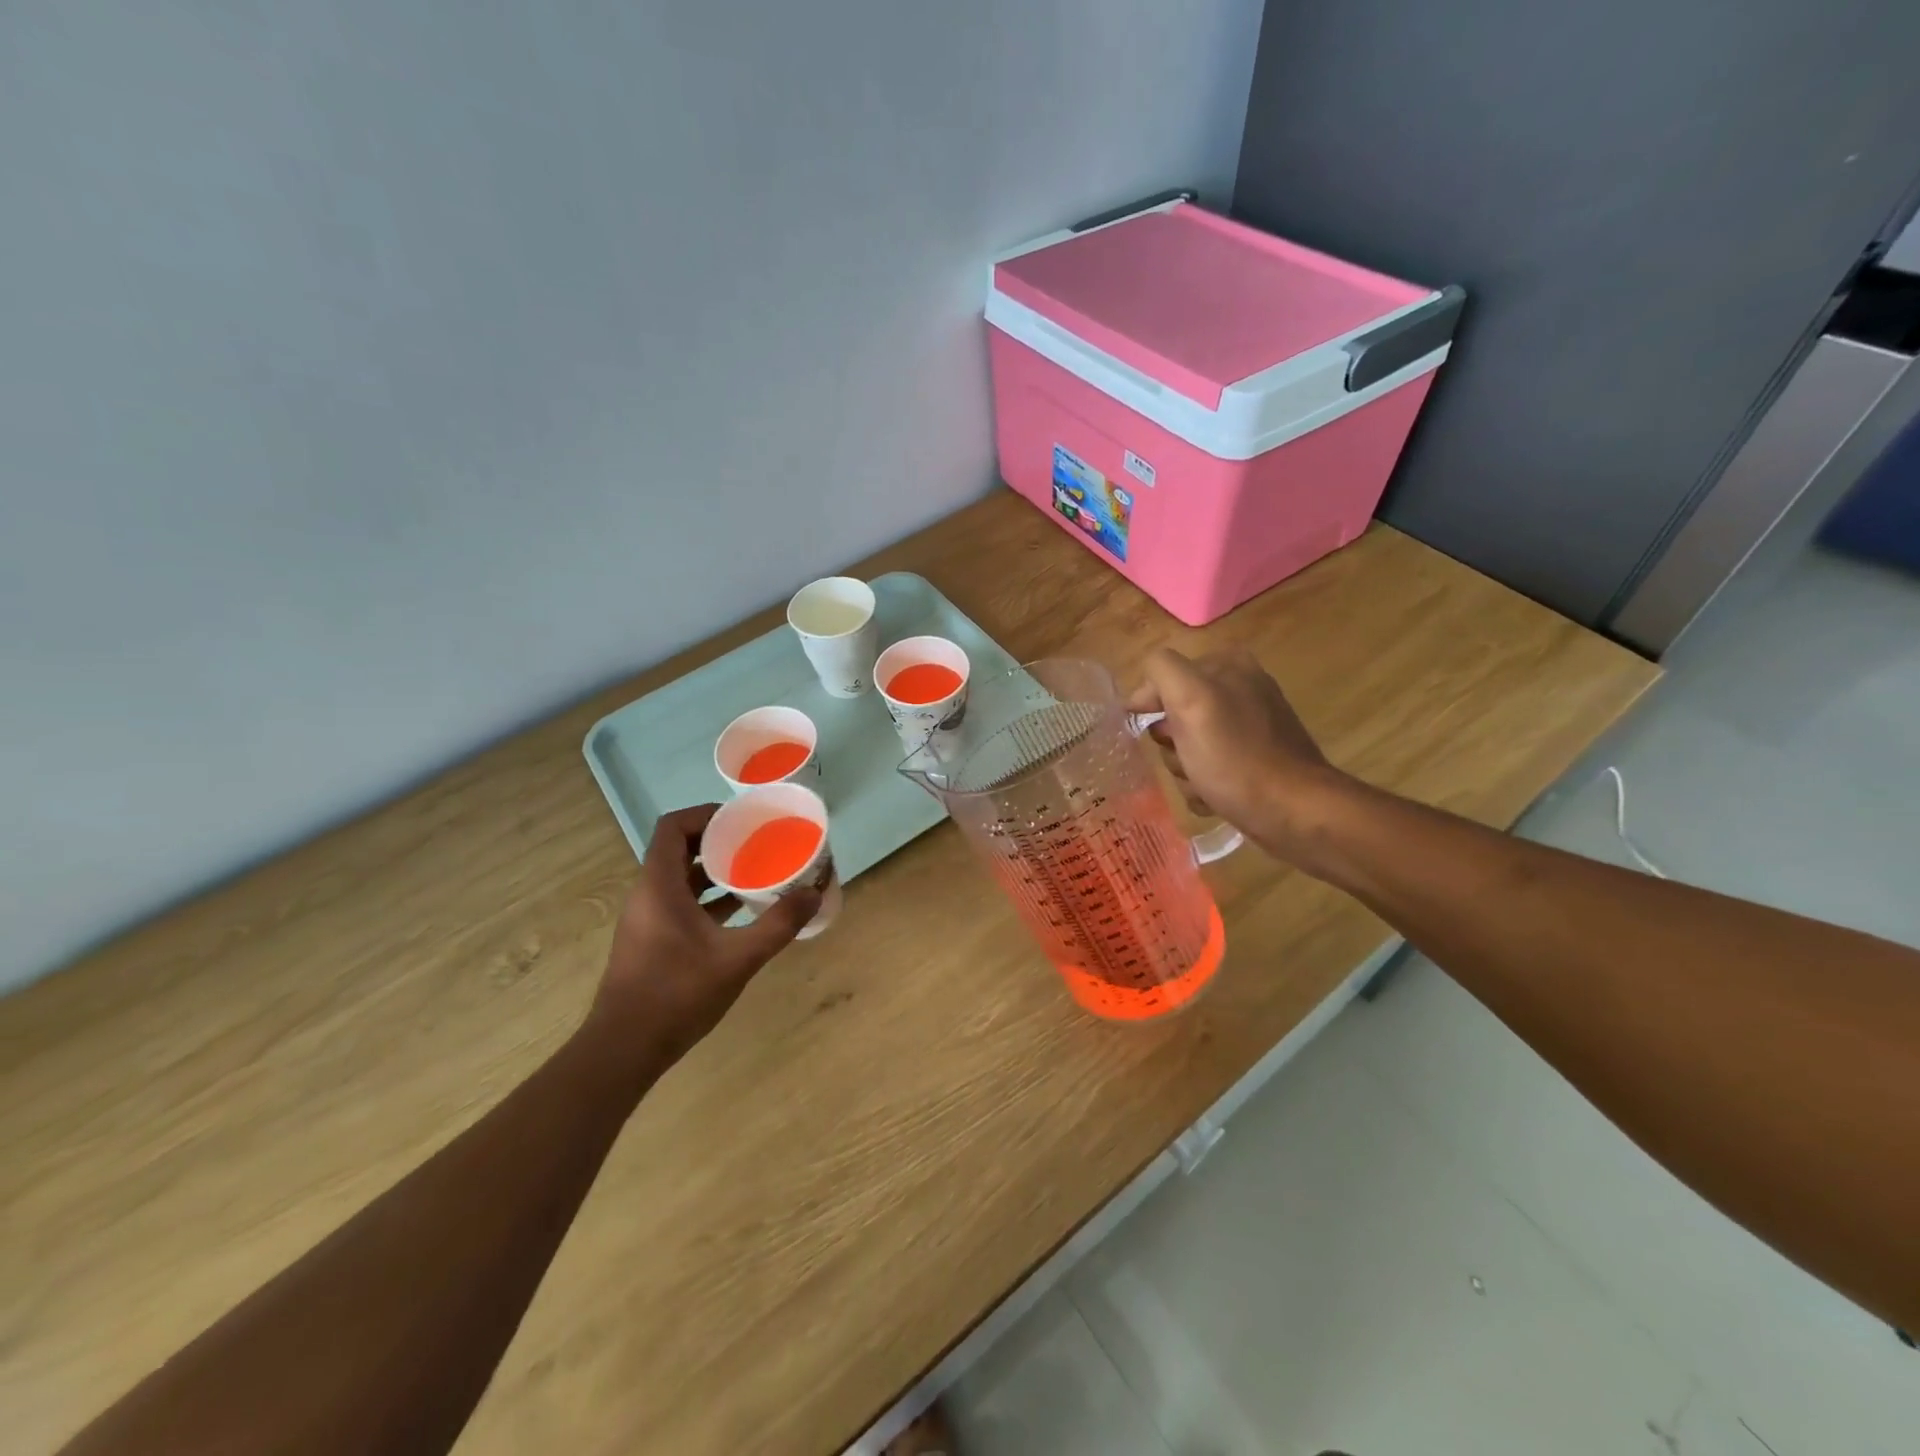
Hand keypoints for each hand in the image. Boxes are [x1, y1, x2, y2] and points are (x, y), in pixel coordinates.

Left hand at [586, 804, 820, 1068]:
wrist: (624, 1050)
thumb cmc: (677, 994)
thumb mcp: (737, 958)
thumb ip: (777, 925)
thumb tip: (814, 894)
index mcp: (659, 886)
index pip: (673, 827)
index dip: (705, 815)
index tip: (742, 819)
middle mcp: (647, 895)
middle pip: (679, 849)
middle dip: (719, 842)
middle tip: (758, 842)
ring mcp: (647, 920)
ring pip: (680, 879)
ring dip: (715, 872)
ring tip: (756, 871)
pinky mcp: (651, 942)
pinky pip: (680, 904)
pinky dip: (708, 899)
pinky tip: (741, 913)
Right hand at [1128, 647, 1350, 865]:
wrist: (1293, 812)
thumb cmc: (1235, 757)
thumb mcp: (1191, 700)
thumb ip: (1163, 670)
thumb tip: (1146, 686)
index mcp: (1228, 666)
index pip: (1164, 675)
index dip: (1151, 705)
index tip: (1149, 732)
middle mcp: (1240, 691)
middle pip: (1174, 715)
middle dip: (1172, 744)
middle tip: (1186, 759)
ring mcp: (1248, 728)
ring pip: (1187, 747)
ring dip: (1185, 771)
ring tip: (1203, 784)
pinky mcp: (1253, 762)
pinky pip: (1208, 769)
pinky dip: (1203, 786)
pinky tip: (1214, 797)